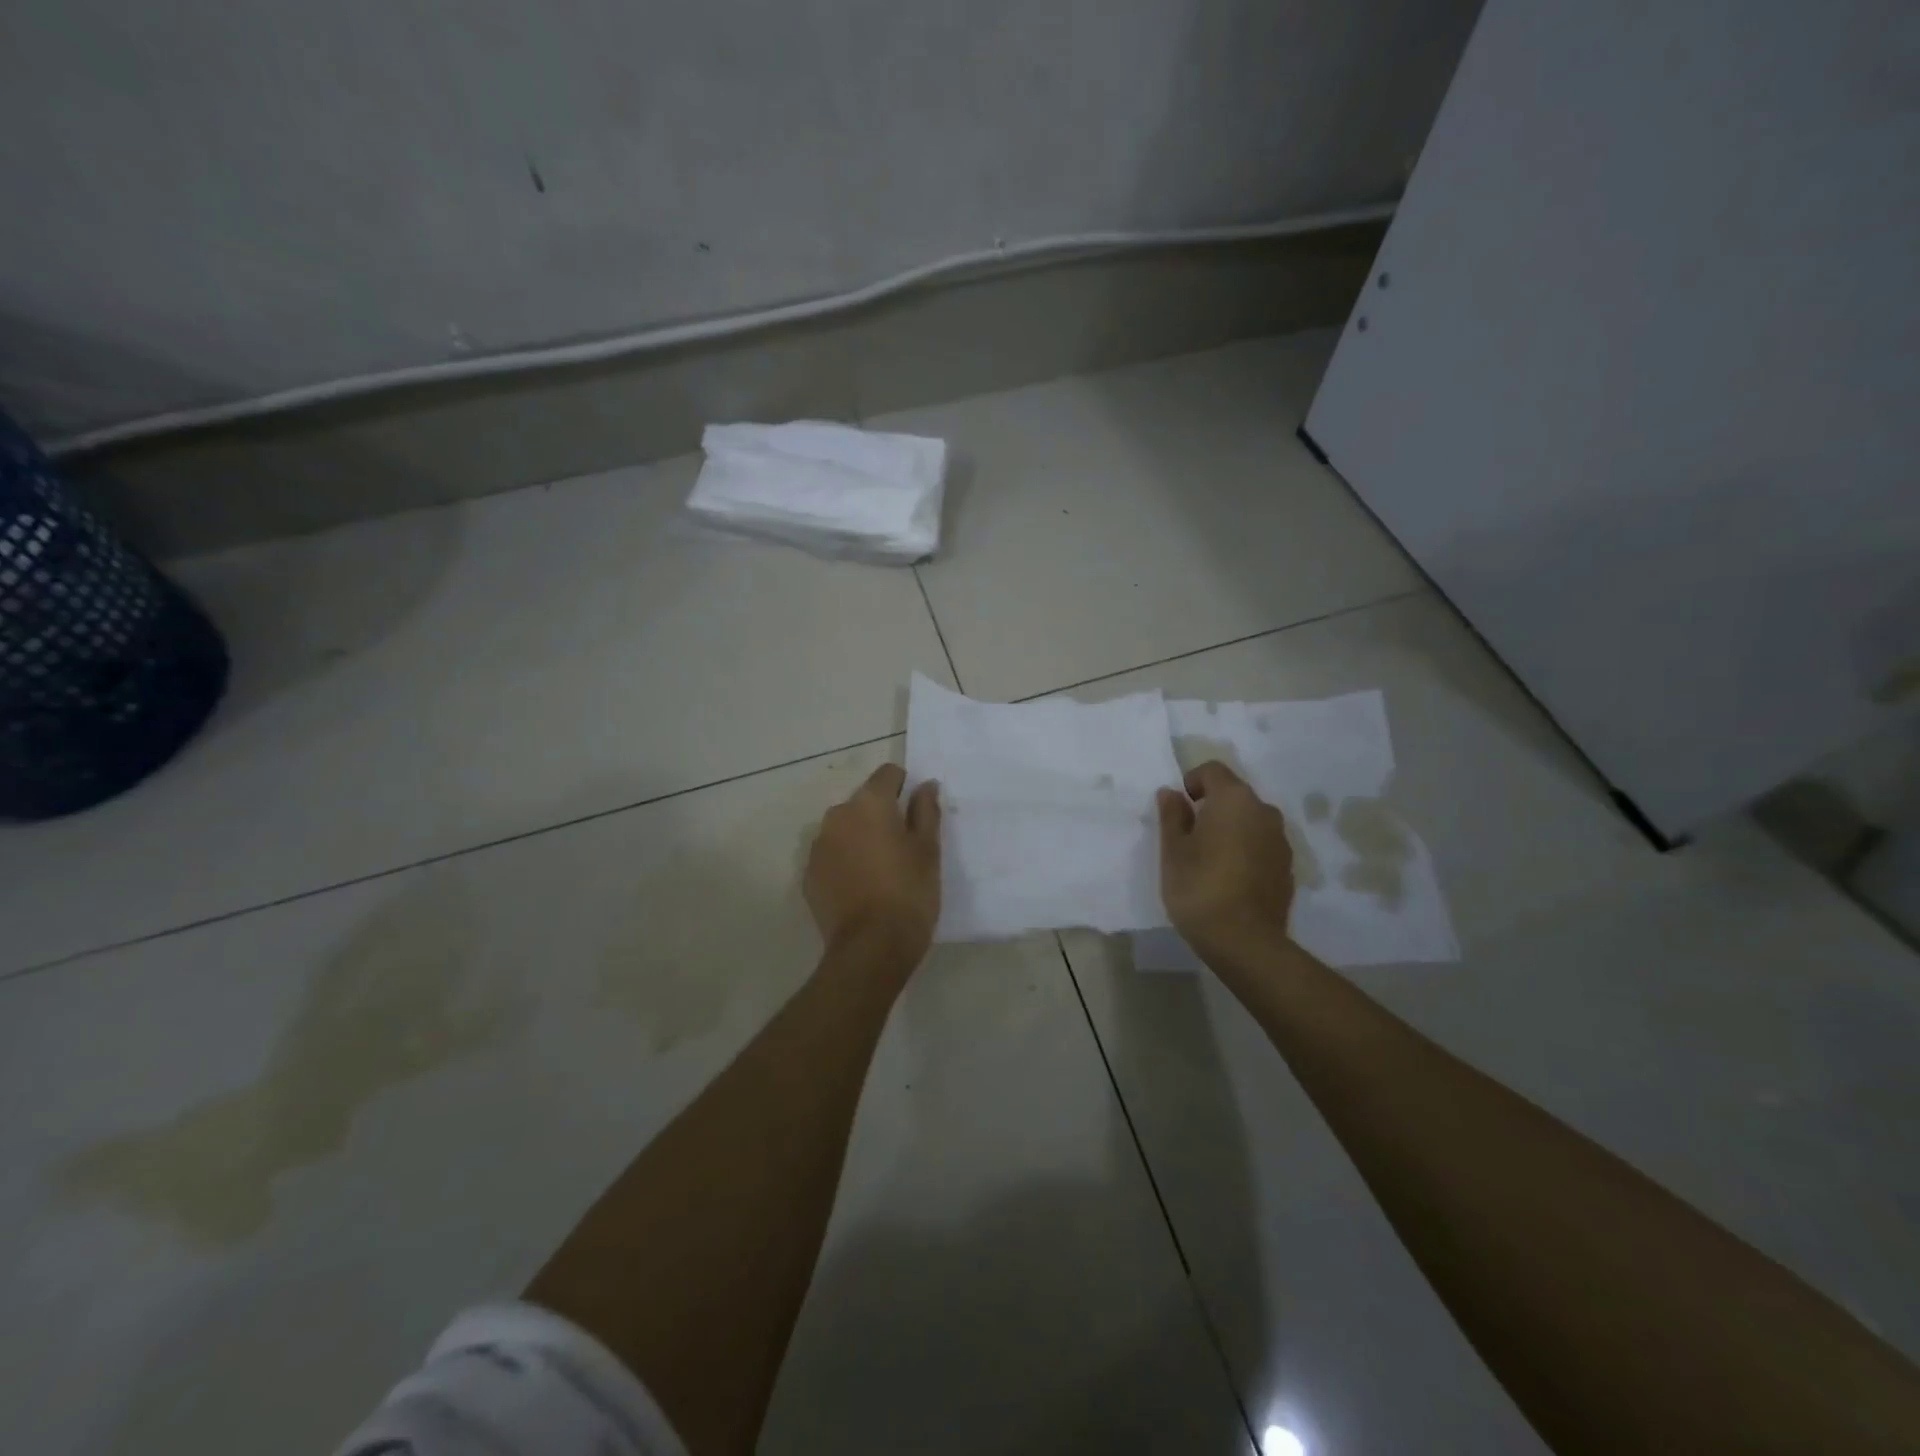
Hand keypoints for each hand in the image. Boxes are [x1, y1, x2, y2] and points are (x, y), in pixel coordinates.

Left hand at [805, 763, 941, 966]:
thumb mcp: (928, 850)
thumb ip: (926, 811)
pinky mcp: (809, 875)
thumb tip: (925, 785)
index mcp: (869, 804)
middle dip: (881, 815)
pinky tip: (862, 888)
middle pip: (863, 802)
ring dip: (860, 838)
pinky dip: (845, 862)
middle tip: (903, 846)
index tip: (916, 811)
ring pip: (845, 829)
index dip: (904, 786)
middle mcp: (837, 816)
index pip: (887, 774)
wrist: (871, 948)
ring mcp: (818, 847)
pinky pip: (831, 856)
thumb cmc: (909, 893)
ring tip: (881, 870)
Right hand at [1157, 761, 1295, 959]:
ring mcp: (1280, 840)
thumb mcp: (1173, 850)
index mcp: (1234, 799)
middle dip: (1211, 806)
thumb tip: (1172, 793)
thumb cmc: (1199, 887)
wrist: (1245, 941)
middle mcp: (1264, 811)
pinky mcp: (1287, 866)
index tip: (1178, 809)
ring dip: (1230, 829)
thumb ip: (1172, 815)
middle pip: (1234, 794)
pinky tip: (1229, 878)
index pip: (1212, 770)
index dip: (1192, 782)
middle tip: (1189, 836)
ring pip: (1249, 821)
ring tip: (1209, 860)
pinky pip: (1261, 844)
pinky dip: (1245, 850)